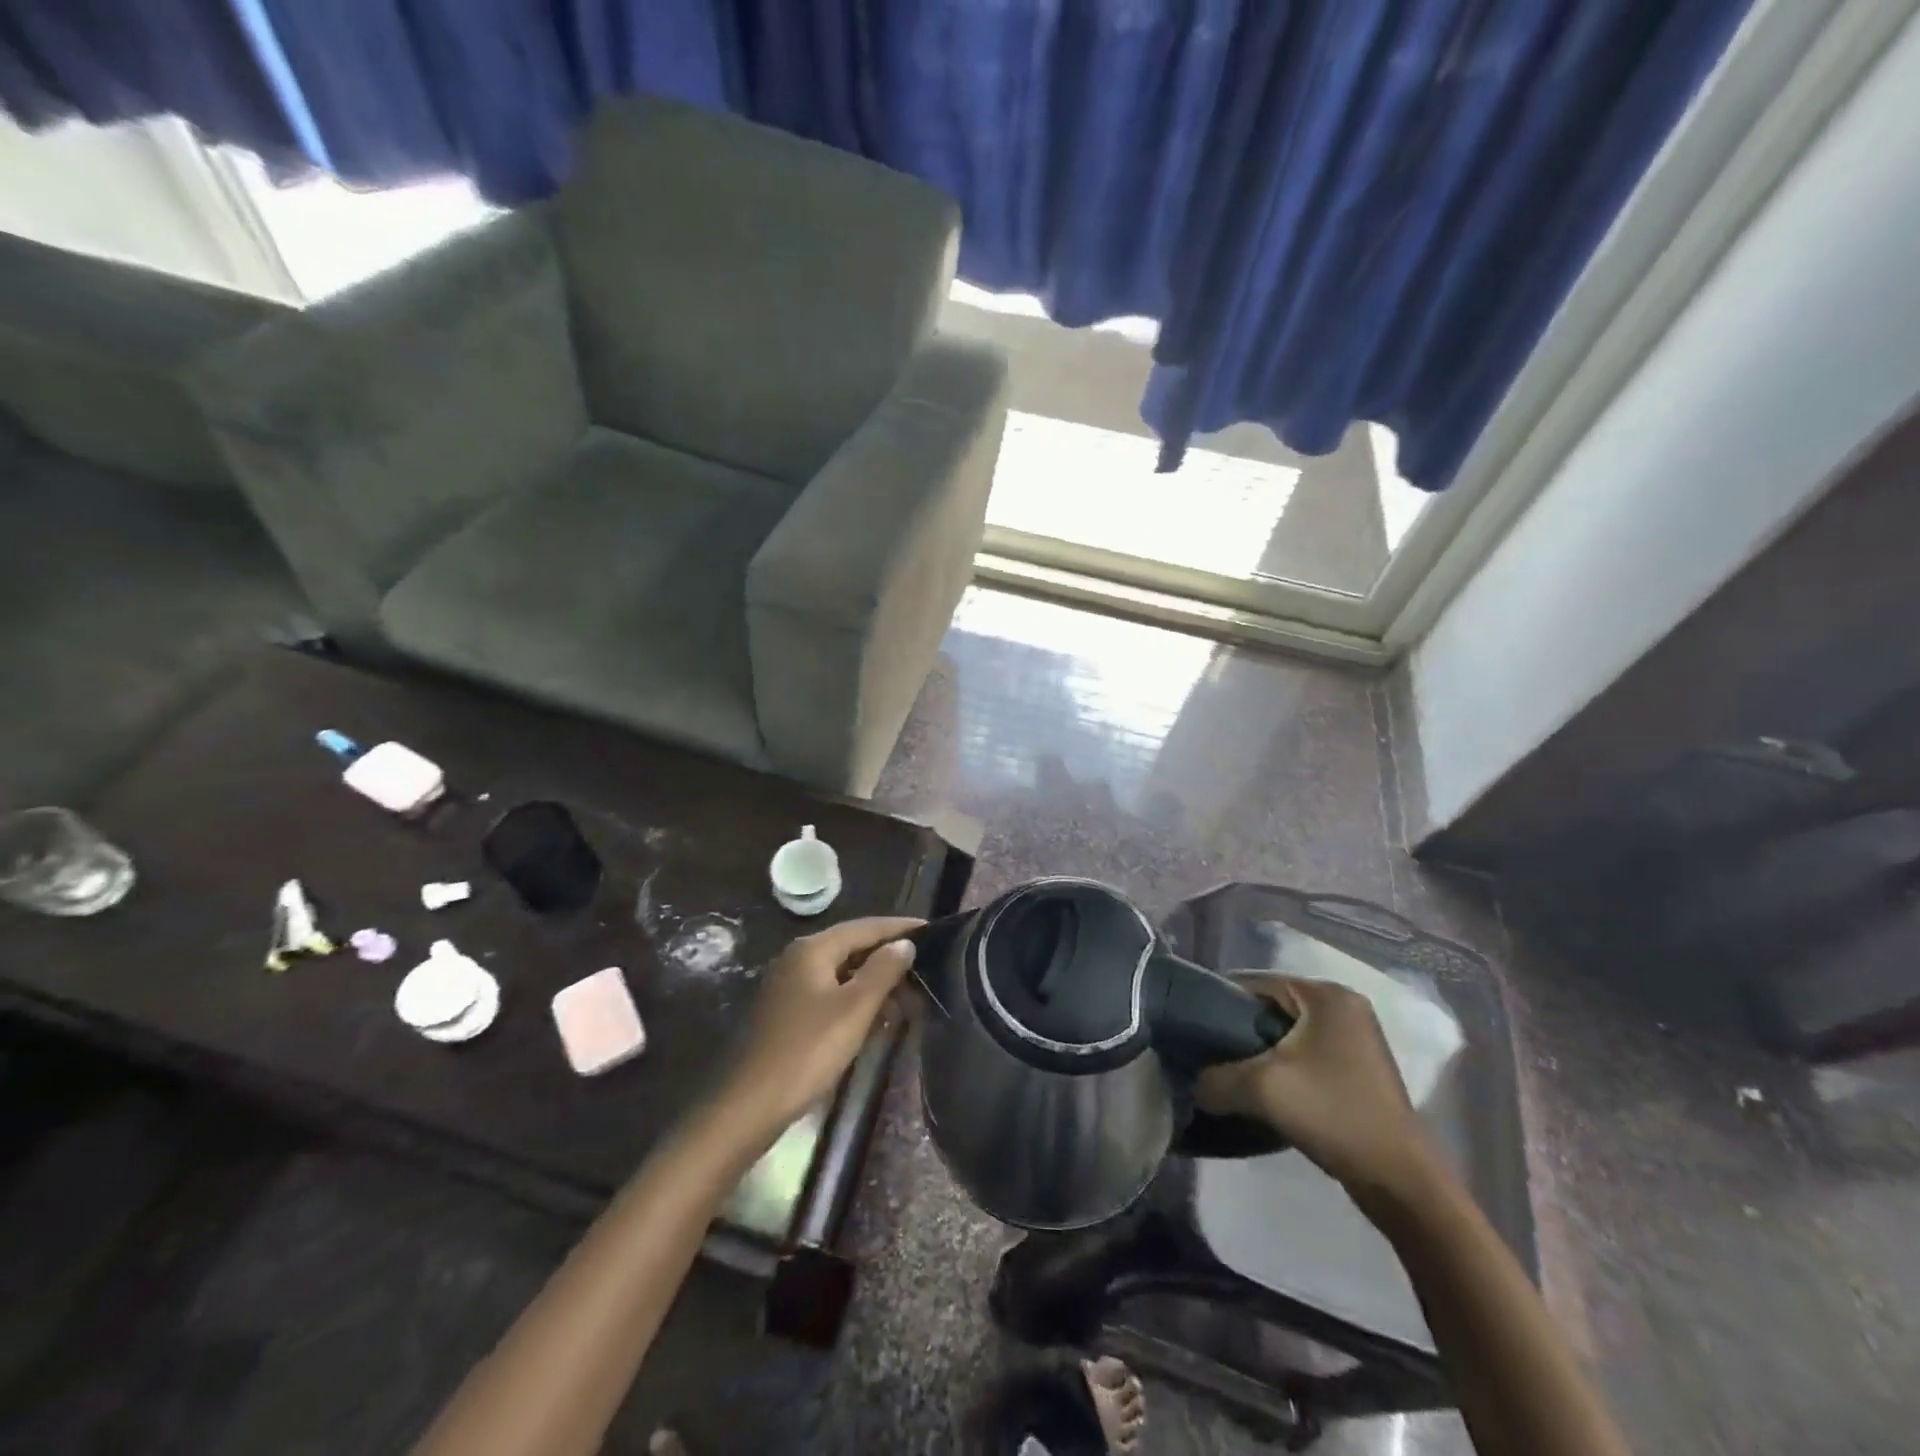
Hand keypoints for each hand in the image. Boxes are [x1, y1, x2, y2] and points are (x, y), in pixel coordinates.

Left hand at [723, 916, 922, 1130]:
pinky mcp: (789, 1012)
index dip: (899, 928)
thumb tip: (904, 943)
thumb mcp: (855, 1008)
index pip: (865, 926)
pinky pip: (831, 993)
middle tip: (926, 967)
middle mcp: (799, 958)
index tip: (932, 930)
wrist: (753, 1103)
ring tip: (910, 994)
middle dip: (889, 957)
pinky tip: (878, 1016)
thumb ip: (883, 970)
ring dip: (875, 981)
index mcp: (813, 949)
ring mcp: (790, 985)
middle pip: (852, 946)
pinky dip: (857, 999)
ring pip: (843, 972)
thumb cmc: (808, 1049)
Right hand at [1196, 975, 1433, 1202]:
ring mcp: (1356, 1038)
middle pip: (1272, 1006)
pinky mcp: (1360, 1068)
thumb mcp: (1262, 1089)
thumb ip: (1216, 1078)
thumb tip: (1192, 1084)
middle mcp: (1345, 1006)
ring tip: (1233, 1075)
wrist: (1399, 1179)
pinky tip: (1266, 1091)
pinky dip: (1284, 1066)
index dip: (1220, 1001)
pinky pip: (1307, 1053)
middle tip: (1211, 1054)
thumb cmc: (1332, 1113)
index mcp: (1326, 995)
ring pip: (1289, 1033)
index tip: (1195, 1027)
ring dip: (1261, 1051)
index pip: (1256, 982)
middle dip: (1240, 1029)